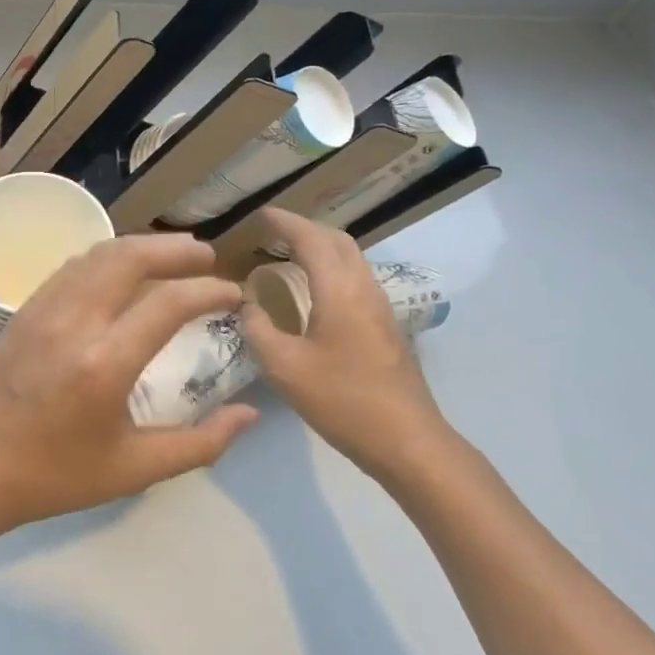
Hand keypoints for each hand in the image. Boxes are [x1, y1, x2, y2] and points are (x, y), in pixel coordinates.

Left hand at [0, 233, 259, 542]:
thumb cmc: (54, 476)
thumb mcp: (133, 470)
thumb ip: (200, 443)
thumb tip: (249, 413)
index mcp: (105, 363)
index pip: (168, 303)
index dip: (209, 291)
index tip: (234, 293)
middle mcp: (75, 322)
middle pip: (131, 258)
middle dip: (176, 250)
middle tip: (207, 258)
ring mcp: (44, 309)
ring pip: (99, 253)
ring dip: (141, 246)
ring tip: (173, 255)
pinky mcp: (25, 308)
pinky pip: (73, 265)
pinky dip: (107, 256)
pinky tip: (123, 269)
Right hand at [240, 208, 454, 481]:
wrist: (407, 440)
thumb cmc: (342, 400)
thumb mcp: (284, 367)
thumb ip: (258, 329)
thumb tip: (247, 304)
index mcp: (339, 289)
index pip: (311, 239)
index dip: (285, 222)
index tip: (261, 214)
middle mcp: (364, 288)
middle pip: (337, 240)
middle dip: (305, 228)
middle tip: (273, 231)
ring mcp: (380, 307)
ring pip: (351, 259)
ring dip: (321, 247)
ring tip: (289, 255)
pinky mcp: (386, 326)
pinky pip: (355, 278)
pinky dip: (331, 268)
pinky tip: (314, 291)